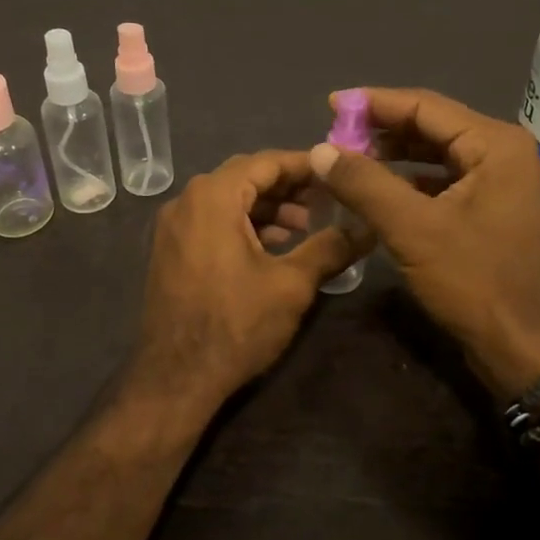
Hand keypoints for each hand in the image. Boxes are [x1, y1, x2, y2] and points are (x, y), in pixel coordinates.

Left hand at [126, 151, 370, 423]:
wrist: (175, 377)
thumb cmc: (235, 325)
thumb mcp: (291, 285)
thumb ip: (330, 247)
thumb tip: (369, 228)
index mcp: (212, 197)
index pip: (265, 162)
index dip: (305, 165)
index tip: (338, 171)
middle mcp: (186, 201)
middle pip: (245, 178)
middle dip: (288, 186)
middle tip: (327, 199)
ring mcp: (173, 227)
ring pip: (228, 201)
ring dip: (267, 208)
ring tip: (306, 226)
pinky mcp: (171, 250)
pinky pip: (212, 221)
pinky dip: (244, 224)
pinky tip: (272, 246)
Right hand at [309, 88, 539, 399]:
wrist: (527, 351)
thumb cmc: (474, 283)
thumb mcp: (412, 229)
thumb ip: (364, 183)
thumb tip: (319, 150)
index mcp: (496, 145)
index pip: (426, 106)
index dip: (374, 103)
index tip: (331, 104)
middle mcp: (506, 154)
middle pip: (434, 127)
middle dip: (383, 130)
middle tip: (336, 137)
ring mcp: (505, 183)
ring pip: (439, 156)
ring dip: (395, 157)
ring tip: (351, 162)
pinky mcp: (497, 210)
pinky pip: (448, 181)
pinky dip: (413, 182)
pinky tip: (381, 192)